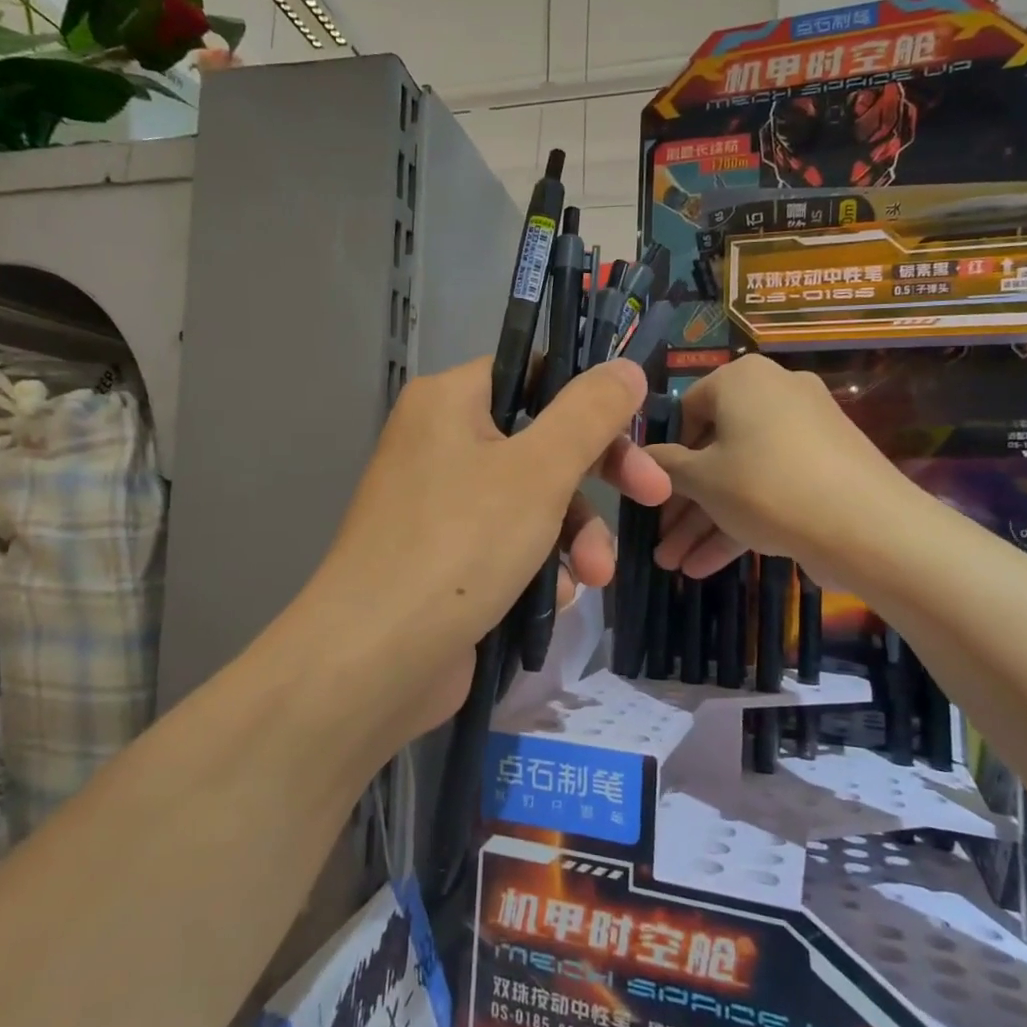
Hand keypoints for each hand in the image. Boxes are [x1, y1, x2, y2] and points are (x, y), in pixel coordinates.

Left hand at [299, 356, 668, 748]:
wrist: (375, 659)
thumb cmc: (461, 544)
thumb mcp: (540, 470)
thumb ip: (589, 413)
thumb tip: (625, 367)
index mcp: (449, 402)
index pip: (532, 374)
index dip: (588, 399)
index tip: (636, 430)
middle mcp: (439, 443)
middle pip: (539, 442)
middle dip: (594, 480)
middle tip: (651, 497)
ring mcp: (439, 504)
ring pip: (531, 501)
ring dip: (573, 537)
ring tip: (593, 578)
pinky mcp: (445, 558)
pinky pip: (507, 544)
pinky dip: (537, 567)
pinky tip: (553, 599)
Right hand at [648, 354, 916, 585]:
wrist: (868, 527)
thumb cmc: (766, 487)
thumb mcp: (702, 479)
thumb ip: (664, 465)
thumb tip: (642, 457)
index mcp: (741, 379)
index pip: (686, 410)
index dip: (664, 456)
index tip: (652, 494)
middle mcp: (774, 394)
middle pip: (713, 451)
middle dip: (683, 505)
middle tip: (660, 541)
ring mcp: (805, 432)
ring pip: (740, 476)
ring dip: (705, 522)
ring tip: (674, 565)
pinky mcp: (825, 468)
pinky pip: (771, 487)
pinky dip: (741, 520)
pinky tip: (706, 566)